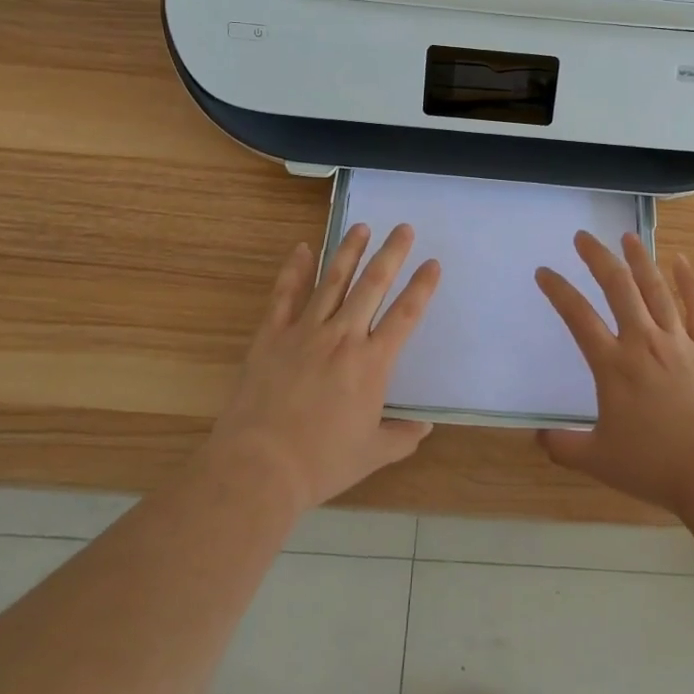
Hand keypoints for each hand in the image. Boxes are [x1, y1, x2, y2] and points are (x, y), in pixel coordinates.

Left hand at [209, 223, 440, 511]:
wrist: (260, 467)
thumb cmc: (321, 462)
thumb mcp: (371, 454)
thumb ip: (401, 437)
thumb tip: (424, 428)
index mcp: (372, 363)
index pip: (405, 315)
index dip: (422, 287)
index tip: (433, 264)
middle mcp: (343, 337)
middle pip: (372, 285)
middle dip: (391, 253)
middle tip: (403, 228)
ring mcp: (305, 332)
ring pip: (332, 280)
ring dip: (348, 251)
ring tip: (361, 226)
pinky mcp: (272, 336)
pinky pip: (285, 295)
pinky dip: (294, 269)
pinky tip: (301, 248)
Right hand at [535, 231, 693, 514]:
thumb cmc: (656, 466)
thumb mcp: (599, 460)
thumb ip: (565, 447)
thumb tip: (538, 438)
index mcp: (614, 366)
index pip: (578, 317)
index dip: (558, 291)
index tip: (544, 272)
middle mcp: (644, 343)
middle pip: (618, 288)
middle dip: (598, 258)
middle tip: (583, 236)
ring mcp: (679, 343)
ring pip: (656, 290)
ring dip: (640, 260)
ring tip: (627, 236)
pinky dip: (689, 283)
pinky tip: (681, 262)